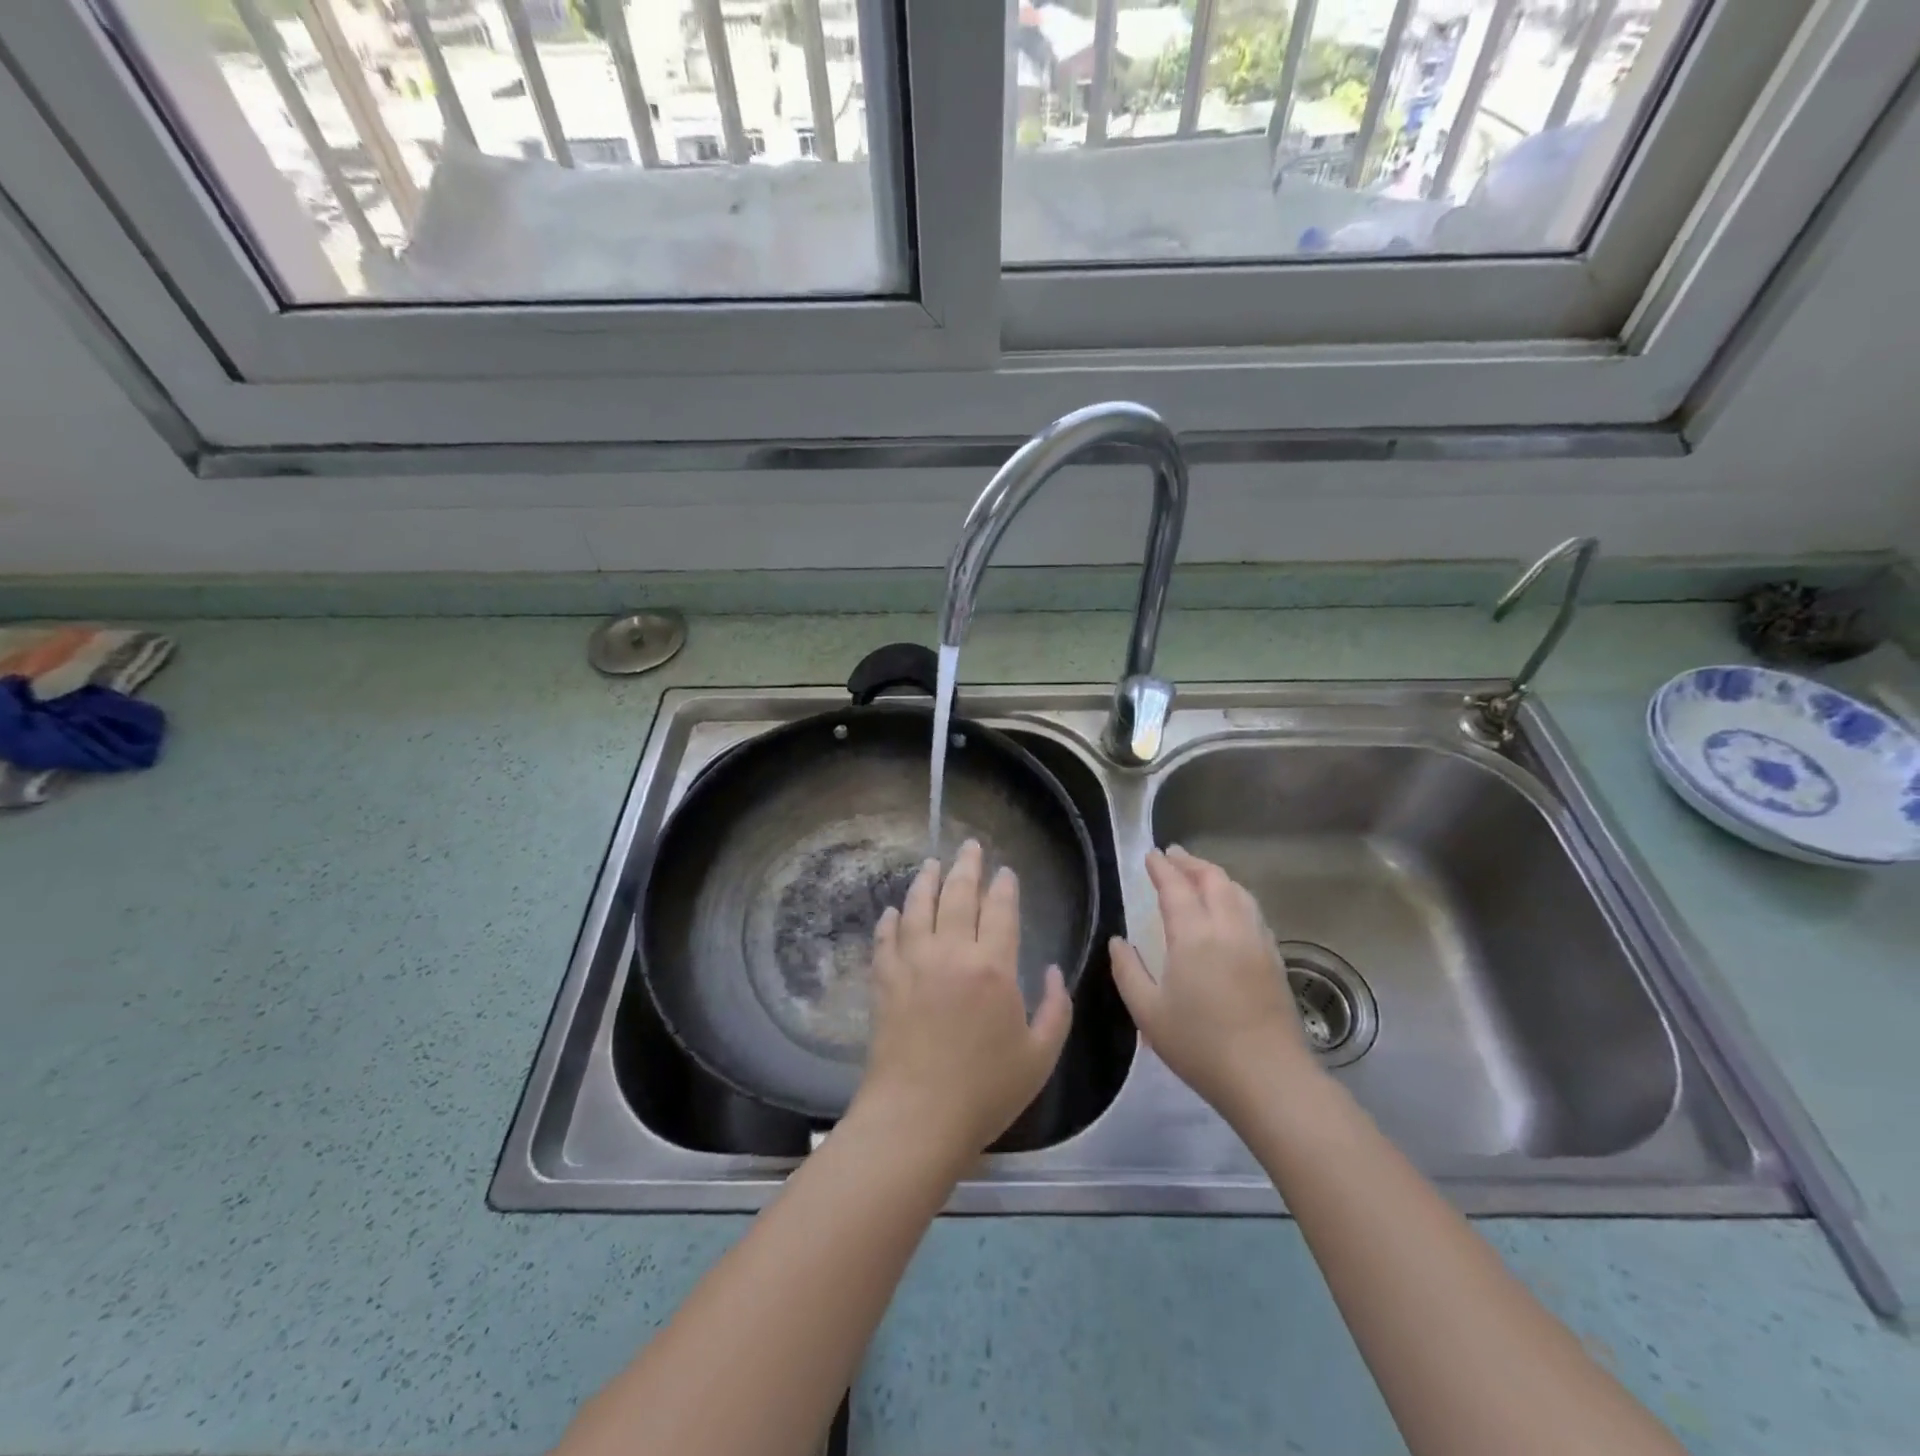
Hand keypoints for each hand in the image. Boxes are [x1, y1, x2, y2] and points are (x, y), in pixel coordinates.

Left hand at [851, 840, 1073, 1161]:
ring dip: (926, 881)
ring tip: (932, 864)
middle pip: (958, 895)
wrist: (916, 1117)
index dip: (1004, 886)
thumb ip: (1057, 1009)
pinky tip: (893, 911)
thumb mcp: (1040, 1056)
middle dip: (966, 866)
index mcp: (993, 967)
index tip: (1005, 871)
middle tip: (970, 846)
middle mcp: (951, 953)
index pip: (1000, 910)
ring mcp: (912, 963)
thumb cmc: (985, 1090)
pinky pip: (886, 939)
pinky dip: (890, 920)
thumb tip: (1055, 971)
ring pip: (918, 907)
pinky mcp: (884, 981)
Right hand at [1110, 846, 1321, 1121]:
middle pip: (1213, 879)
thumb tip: (1118, 941)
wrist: (1269, 1078)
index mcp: (1194, 936)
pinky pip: (1253, 911)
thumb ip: (1127, 971)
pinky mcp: (1274, 959)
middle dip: (1191, 863)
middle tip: (1173, 855)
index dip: (1162, 868)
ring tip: (1199, 875)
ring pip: (1238, 892)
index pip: (1176, 888)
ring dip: (1216, 876)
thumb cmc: (1200, 1046)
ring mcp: (1257, 941)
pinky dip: (1236, 896)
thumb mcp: (1148, 1013)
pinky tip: (1230, 909)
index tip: (1150, 855)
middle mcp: (1229, 928)